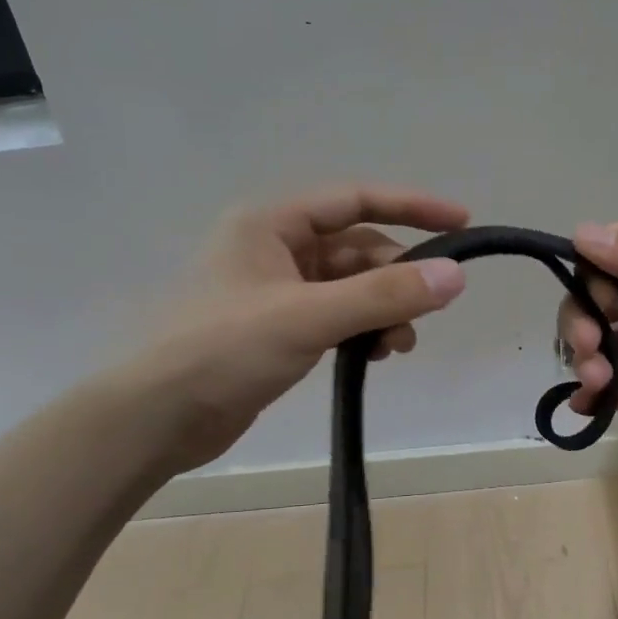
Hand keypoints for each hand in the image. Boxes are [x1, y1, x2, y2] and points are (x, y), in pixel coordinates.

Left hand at [129, 183, 468, 469]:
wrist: (155, 419)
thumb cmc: (223, 351)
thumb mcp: (308, 317)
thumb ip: (383, 295)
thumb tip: (455, 276)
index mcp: (271, 223)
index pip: (356, 199)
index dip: (412, 206)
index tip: (462, 223)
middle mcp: (274, 247)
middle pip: (357, 248)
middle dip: (396, 278)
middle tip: (423, 315)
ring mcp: (275, 289)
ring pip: (349, 286)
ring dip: (381, 309)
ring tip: (396, 346)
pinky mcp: (276, 328)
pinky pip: (335, 315)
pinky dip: (359, 329)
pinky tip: (371, 356)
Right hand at [557, 209, 617, 415]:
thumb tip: (580, 235)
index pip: (604, 257)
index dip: (588, 283)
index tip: (601, 310)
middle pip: (599, 303)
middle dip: (583, 326)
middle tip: (589, 355)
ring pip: (611, 343)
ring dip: (590, 361)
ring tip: (595, 385)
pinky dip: (609, 395)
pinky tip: (590, 409)